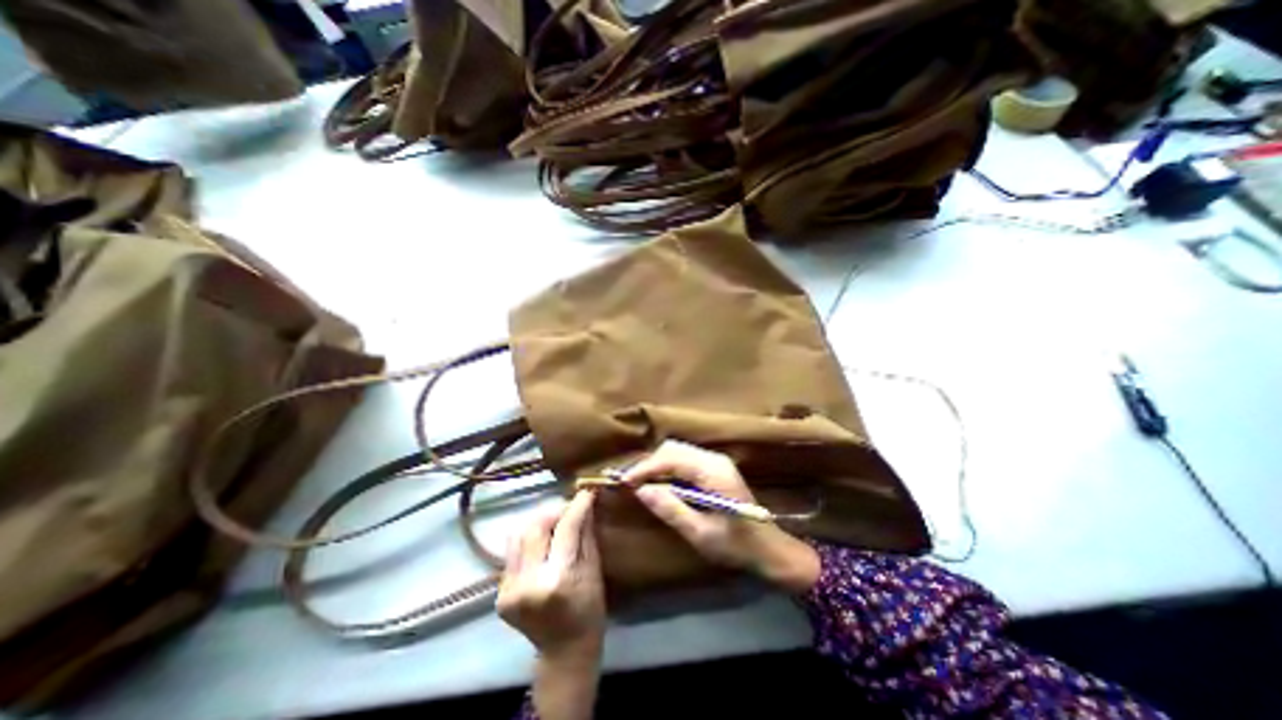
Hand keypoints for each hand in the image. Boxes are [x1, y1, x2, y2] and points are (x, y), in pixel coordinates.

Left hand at [495, 494, 607, 659]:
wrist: (563, 652)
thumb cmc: (588, 610)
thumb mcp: (594, 569)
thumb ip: (586, 534)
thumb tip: (585, 502)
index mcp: (558, 580)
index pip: (566, 529)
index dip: (576, 506)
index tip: (585, 492)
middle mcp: (528, 583)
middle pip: (535, 527)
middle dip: (553, 512)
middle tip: (567, 512)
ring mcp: (509, 590)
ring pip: (518, 535)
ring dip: (537, 524)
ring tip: (552, 528)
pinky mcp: (499, 594)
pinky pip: (512, 552)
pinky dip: (528, 543)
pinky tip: (541, 548)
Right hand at [625, 441, 819, 593]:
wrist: (769, 549)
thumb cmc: (737, 546)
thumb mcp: (701, 534)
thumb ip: (671, 509)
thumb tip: (641, 490)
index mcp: (713, 472)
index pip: (671, 458)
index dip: (645, 467)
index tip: (624, 481)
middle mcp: (714, 459)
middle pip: (673, 448)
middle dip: (649, 463)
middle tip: (631, 484)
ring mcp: (715, 462)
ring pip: (677, 451)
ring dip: (657, 464)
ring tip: (640, 484)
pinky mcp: (714, 468)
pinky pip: (684, 460)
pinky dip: (667, 468)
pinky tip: (660, 484)